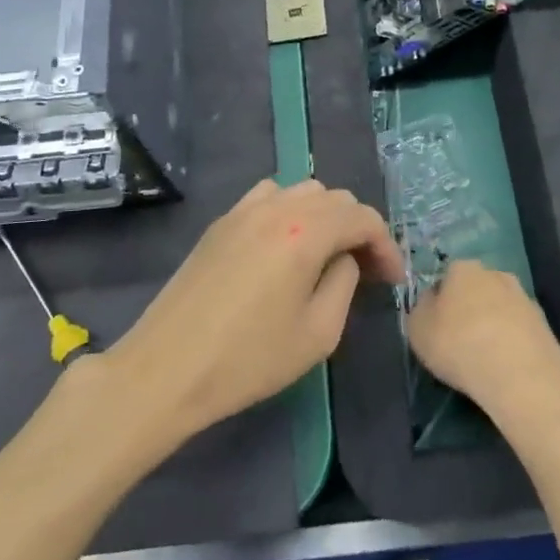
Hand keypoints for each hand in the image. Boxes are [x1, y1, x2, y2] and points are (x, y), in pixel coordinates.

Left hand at [111, 179, 403, 441]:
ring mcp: (243, 210)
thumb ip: (344, 283)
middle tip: (366, 270)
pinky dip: (290, 210)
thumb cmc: (248, 359)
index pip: (361, 218)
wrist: (167, 368)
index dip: (385, 245)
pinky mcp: (221, 222)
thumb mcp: (317, 333)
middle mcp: (276, 207)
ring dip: (325, 216)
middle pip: (334, 198)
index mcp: (305, 232)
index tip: (393, 279)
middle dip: (357, 229)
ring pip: (302, 191)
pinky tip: (286, 244)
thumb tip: (344, 259)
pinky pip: (269, 196)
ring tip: (327, 254)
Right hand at [406, 259, 559, 420]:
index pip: (446, 277)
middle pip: (476, 290)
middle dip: (469, 309)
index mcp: (464, 268)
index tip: (437, 327)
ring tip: (485, 360)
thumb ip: (421, 309)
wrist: (522, 377)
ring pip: (500, 309)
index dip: (439, 302)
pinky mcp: (546, 326)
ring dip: (493, 326)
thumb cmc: (459, 346)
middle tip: (460, 342)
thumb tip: (433, 302)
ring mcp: (525, 299)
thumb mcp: (417, 329)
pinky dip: (512, 345)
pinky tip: (506, 368)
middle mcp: (496, 274)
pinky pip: (520, 332)